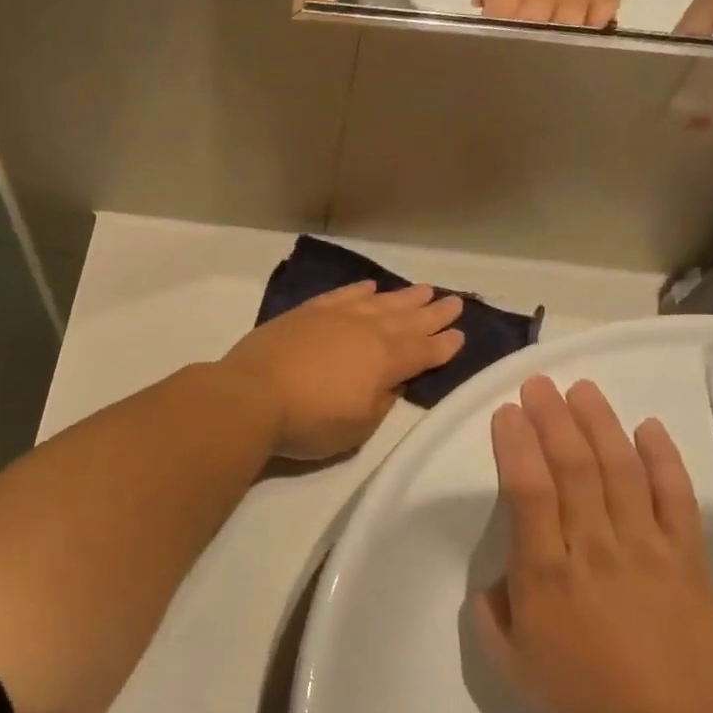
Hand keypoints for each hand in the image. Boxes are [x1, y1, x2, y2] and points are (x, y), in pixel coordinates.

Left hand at [219, 282, 464, 460]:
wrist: (252, 394)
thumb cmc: (310, 420)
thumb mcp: (359, 425)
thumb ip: (381, 400)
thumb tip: (391, 381)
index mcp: (385, 360)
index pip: (424, 350)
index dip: (444, 345)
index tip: (460, 334)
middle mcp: (366, 331)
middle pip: (408, 319)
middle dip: (433, 313)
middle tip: (454, 301)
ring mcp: (335, 317)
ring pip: (379, 302)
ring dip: (403, 297)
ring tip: (423, 290)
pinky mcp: (306, 312)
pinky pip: (342, 295)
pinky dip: (358, 290)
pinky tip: (369, 287)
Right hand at [472, 375, 712, 712]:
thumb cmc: (590, 696)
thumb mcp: (515, 664)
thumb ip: (492, 615)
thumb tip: (494, 580)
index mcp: (546, 572)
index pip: (527, 489)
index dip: (516, 444)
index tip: (507, 411)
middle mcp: (593, 546)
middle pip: (573, 467)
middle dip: (553, 418)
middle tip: (539, 383)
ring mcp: (646, 547)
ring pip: (620, 470)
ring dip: (600, 424)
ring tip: (583, 389)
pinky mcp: (688, 557)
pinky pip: (676, 498)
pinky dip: (664, 459)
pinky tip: (649, 427)